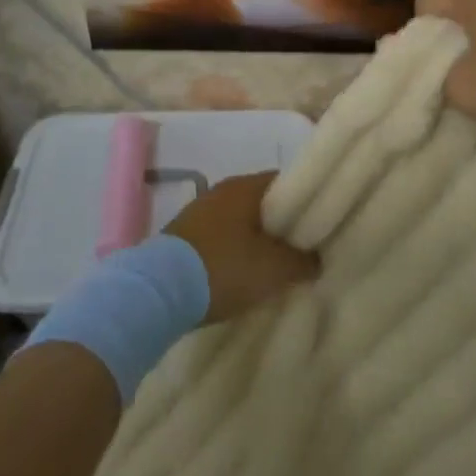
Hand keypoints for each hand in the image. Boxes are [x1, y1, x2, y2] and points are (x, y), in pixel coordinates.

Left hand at [165, 172, 318, 322]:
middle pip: (262, 202)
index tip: (319, 223)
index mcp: (245, 187)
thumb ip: (303, 261)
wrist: (157, 292)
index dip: (306, 201)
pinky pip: (219, 237)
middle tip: (301, 248)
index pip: (286, 183)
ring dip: (255, 239)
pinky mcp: (182, 237)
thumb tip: (317, 259)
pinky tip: (240, 273)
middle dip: (281, 224)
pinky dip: (233, 250)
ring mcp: (198, 213)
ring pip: (239, 221)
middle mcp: (221, 191)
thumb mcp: (273, 269)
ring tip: (273, 265)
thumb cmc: (223, 268)